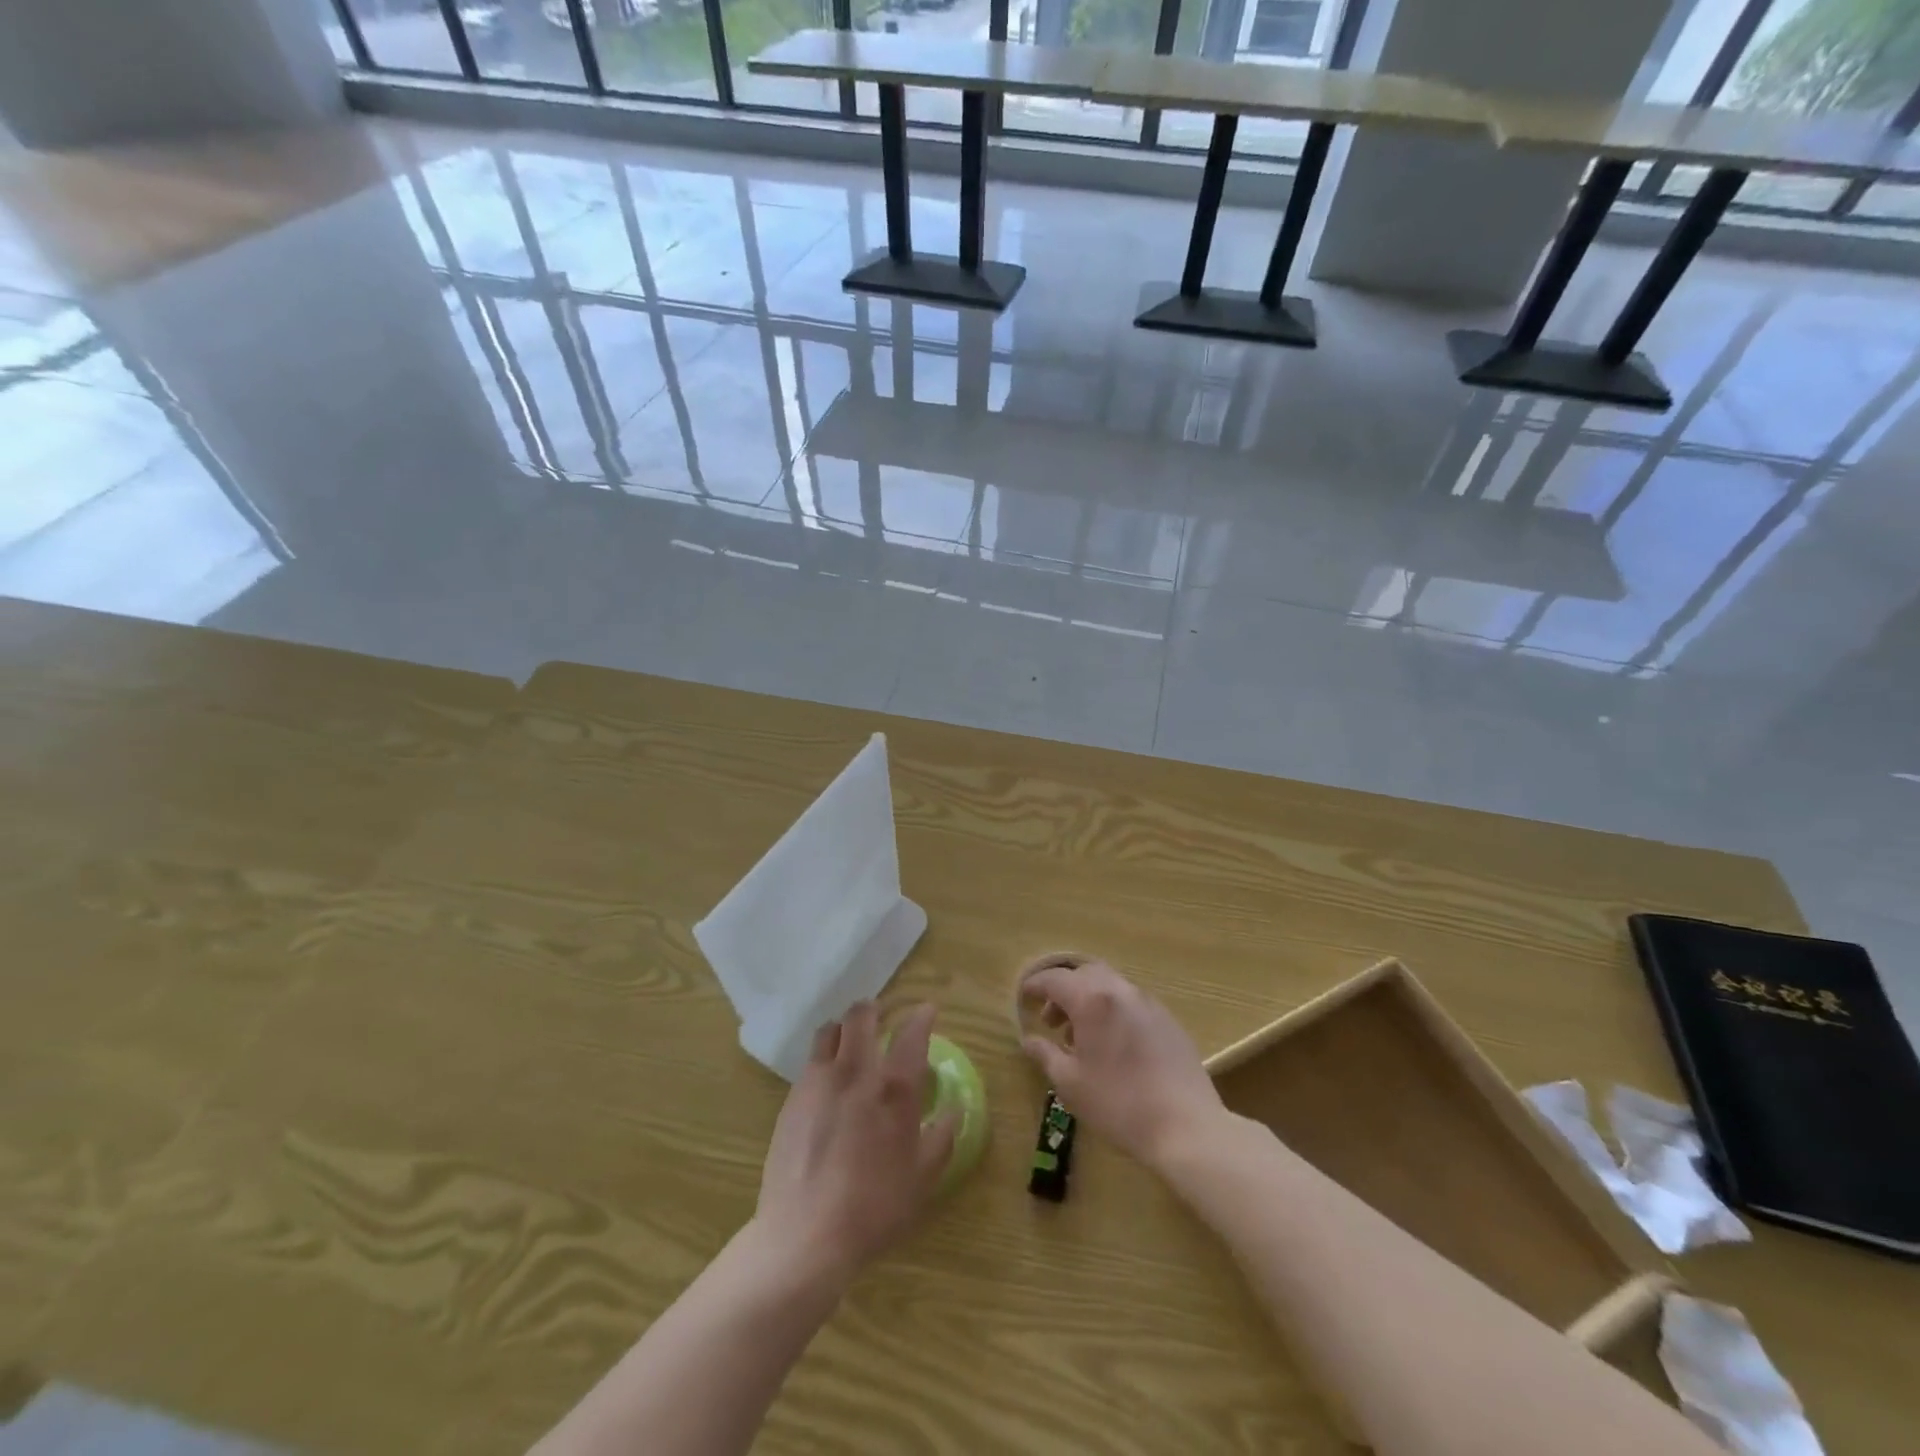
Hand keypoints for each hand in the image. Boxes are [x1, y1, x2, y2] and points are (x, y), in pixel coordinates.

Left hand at [754, 1001, 956, 1286]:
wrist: (805, 1236)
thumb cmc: (874, 1208)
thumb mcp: (921, 1178)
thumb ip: (941, 1138)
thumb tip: (953, 1110)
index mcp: (894, 1089)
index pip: (911, 1034)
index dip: (921, 1017)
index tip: (926, 1010)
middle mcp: (855, 1072)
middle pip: (861, 1017)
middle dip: (873, 1009)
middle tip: (881, 1016)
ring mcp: (818, 1082)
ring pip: (829, 1030)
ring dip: (843, 1028)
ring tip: (849, 1041)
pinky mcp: (792, 1098)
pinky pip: (810, 1061)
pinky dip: (823, 1057)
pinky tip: (827, 1081)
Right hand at [1019, 960, 1224, 1170]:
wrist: (1186, 1126)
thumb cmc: (1119, 1104)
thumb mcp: (1071, 1083)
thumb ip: (1046, 1055)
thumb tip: (1029, 1040)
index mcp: (1092, 1000)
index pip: (1055, 979)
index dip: (1035, 985)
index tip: (1023, 998)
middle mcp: (1120, 991)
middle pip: (1084, 974)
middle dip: (1063, 990)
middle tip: (1052, 1020)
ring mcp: (1148, 1002)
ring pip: (1110, 985)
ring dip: (1088, 1000)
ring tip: (1081, 1037)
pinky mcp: (1167, 1019)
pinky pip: (1131, 1002)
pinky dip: (1112, 1010)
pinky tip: (1113, 1046)